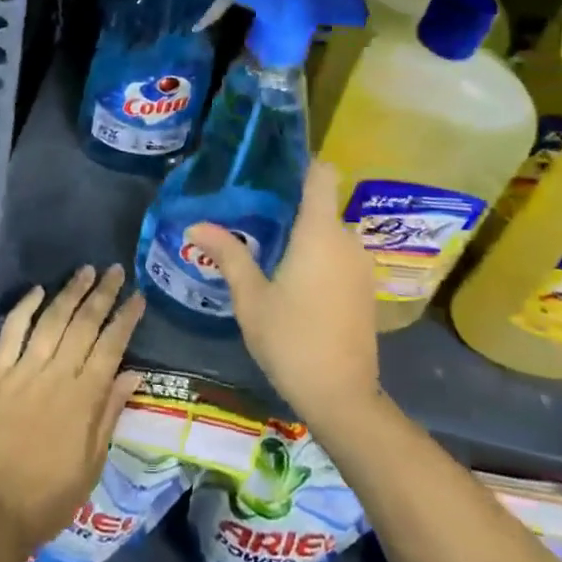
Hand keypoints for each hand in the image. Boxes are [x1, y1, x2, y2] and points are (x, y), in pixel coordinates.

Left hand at [0, 266, 145, 561]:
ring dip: (70, 292)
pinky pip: (11, 332)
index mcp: (84, 398)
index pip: (111, 346)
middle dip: (103, 294)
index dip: (126, 318)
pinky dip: (24, 308)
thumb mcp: (91, 466)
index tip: (138, 296)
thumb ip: (109, 414)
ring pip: (52, 320)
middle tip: (115, 270)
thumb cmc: (47, 499)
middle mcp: (56, 375)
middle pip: (84, 324)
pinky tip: (37, 291)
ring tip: (86, 271)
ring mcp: (23, 372)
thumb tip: (133, 373)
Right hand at [187, 162, 379, 428]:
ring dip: (305, 236)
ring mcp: (361, 266)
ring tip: (268, 248)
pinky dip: (319, 257)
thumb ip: (228, 255)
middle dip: (291, 208)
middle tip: (253, 215)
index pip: (322, 174)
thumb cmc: (291, 339)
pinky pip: (340, 256)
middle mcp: (347, 240)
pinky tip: (293, 279)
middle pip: (321, 205)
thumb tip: (195, 226)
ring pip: (330, 233)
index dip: (302, 164)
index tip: (273, 168)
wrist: (342, 396)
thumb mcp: (251, 297)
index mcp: (320, 231)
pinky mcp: (365, 289)